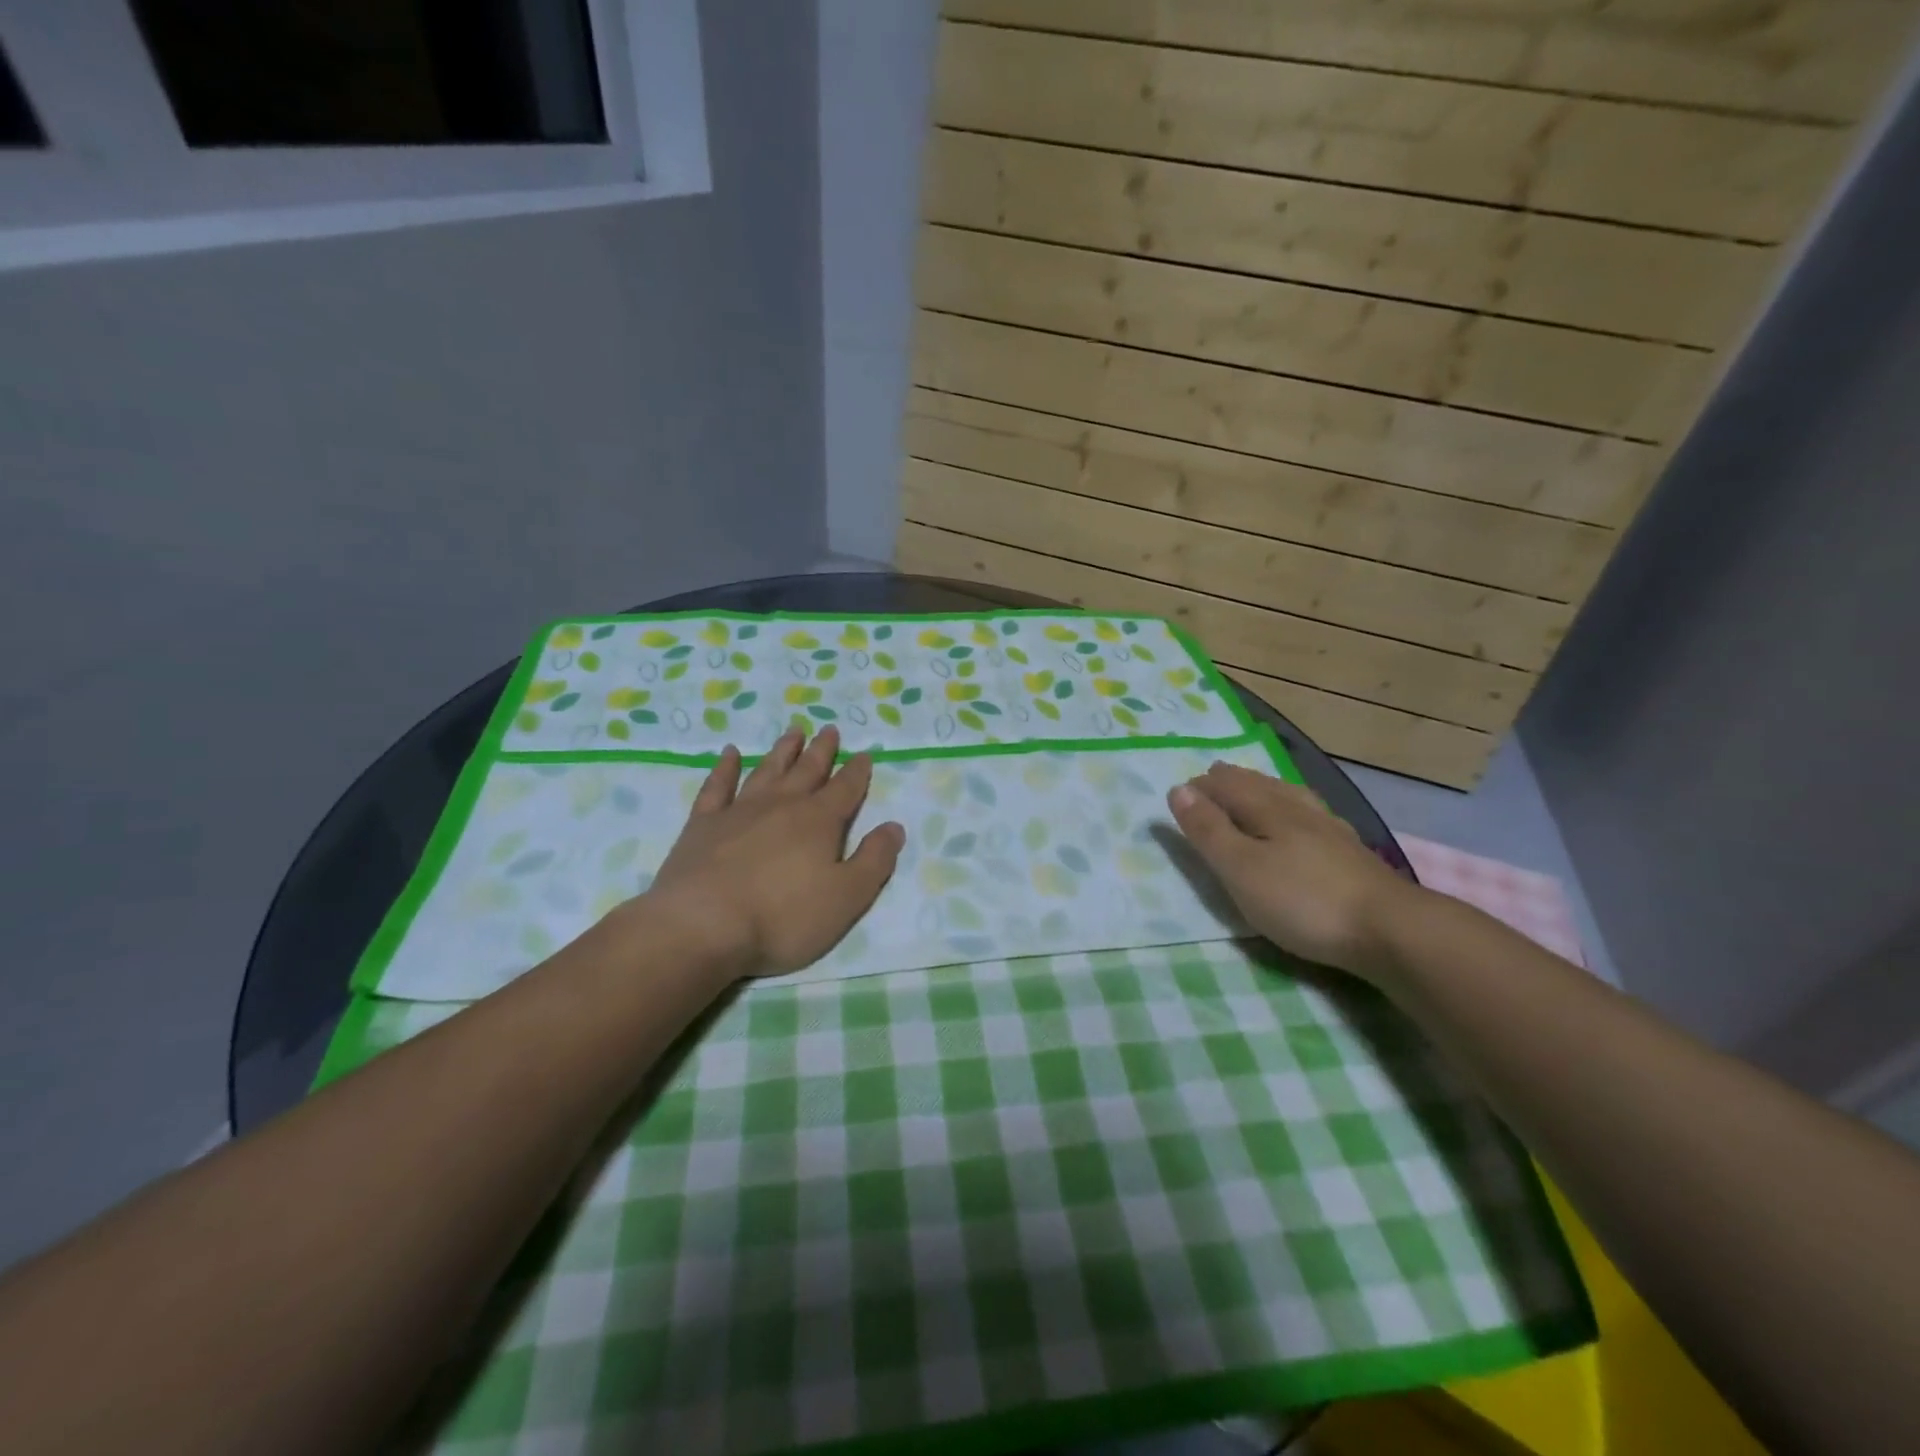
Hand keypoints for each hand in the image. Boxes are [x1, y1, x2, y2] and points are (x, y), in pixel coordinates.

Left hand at [639, 725, 904, 978]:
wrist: (702, 926)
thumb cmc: (783, 917)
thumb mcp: (846, 897)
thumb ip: (874, 860)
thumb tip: (895, 827)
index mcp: (819, 821)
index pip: (845, 789)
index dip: (857, 772)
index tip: (864, 754)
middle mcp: (782, 805)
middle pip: (807, 770)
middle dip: (822, 751)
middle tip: (830, 729)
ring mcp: (739, 810)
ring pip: (767, 770)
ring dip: (782, 750)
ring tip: (793, 731)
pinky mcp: (703, 824)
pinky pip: (717, 786)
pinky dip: (724, 768)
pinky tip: (729, 754)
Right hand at [1168, 763, 1415, 978]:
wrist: (1391, 930)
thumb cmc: (1303, 900)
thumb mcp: (1240, 868)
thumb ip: (1209, 830)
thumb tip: (1179, 789)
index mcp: (1268, 810)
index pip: (1228, 787)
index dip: (1203, 786)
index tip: (1182, 789)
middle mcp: (1299, 811)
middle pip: (1261, 786)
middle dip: (1234, 780)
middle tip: (1215, 774)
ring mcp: (1331, 831)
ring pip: (1291, 797)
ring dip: (1267, 789)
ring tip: (1258, 787)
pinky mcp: (1353, 855)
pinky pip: (1314, 817)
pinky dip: (1297, 809)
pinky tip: (1308, 820)